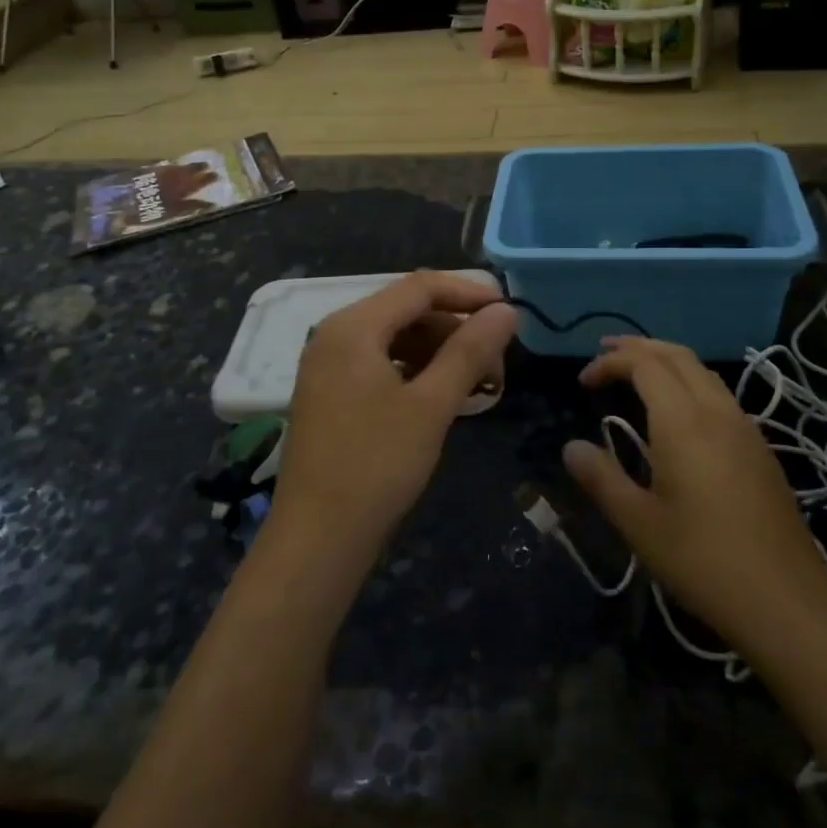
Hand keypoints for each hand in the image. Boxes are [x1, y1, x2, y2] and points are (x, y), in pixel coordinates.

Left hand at [278, 273, 517, 553]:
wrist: (317, 540)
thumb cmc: (376, 466)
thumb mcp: (431, 405)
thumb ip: (469, 352)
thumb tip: (506, 311)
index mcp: (353, 326)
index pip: (420, 287)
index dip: (468, 293)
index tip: (509, 314)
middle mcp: (335, 334)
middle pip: (407, 310)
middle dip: (456, 329)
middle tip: (498, 363)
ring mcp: (328, 364)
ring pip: (396, 337)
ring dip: (439, 352)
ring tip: (478, 384)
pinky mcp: (330, 392)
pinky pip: (381, 362)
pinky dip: (416, 371)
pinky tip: (442, 396)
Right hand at [564, 337, 826, 648]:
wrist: (787, 601)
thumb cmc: (703, 560)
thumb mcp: (638, 524)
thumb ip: (601, 478)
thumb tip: (572, 448)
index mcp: (684, 421)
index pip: (644, 365)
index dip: (610, 363)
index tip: (583, 382)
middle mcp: (717, 411)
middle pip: (677, 356)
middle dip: (638, 347)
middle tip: (604, 353)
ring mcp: (745, 428)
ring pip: (703, 372)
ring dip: (666, 362)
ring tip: (637, 373)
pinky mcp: (760, 449)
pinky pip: (719, 394)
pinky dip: (689, 383)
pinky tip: (678, 413)